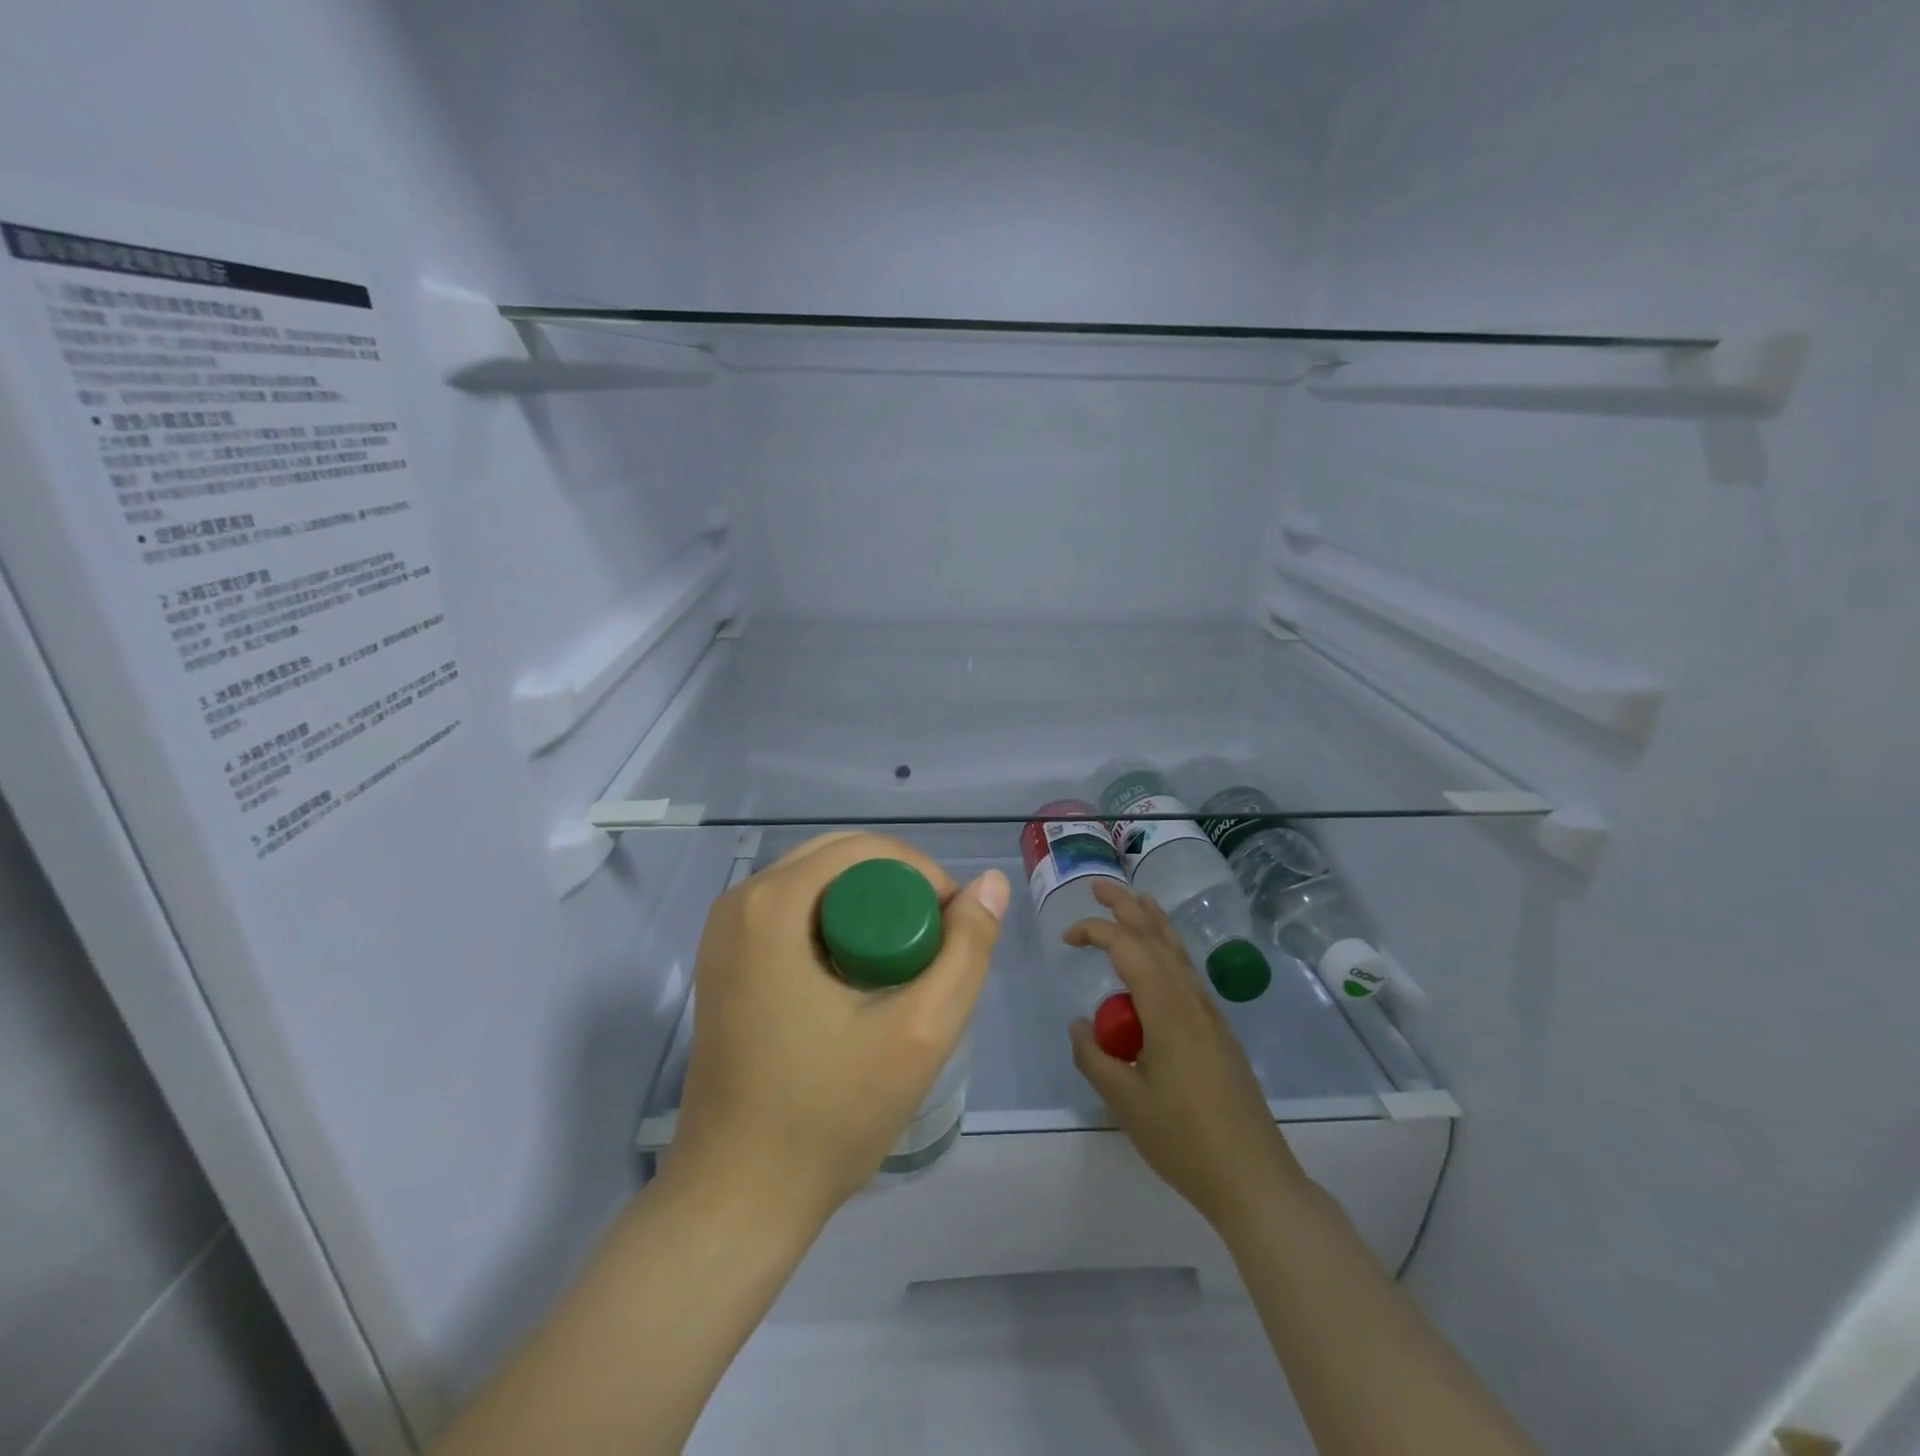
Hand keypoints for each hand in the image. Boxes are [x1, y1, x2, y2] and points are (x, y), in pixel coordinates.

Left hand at [672, 832, 1008, 1228]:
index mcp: (771, 904)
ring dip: (869, 909)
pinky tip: (860, 978)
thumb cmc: (828, 1115)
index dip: (924, 876)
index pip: (867, 849)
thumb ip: (966, 950)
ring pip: (818, 885)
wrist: (738, 1198)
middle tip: (933, 949)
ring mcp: (724, 933)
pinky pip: (794, 914)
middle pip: (840, 860)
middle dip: (898, 891)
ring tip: (904, 968)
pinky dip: (837, 927)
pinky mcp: (724, 961)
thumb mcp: (919, 1032)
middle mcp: (739, 902)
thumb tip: (990, 883)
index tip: (953, 931)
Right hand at [1065, 880, 1306, 1233]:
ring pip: (1178, 949)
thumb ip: (1093, 1057)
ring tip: (1133, 901)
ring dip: (1152, 920)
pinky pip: (1187, 971)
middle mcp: (1190, 998)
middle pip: (1158, 935)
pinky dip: (1167, 948)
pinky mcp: (1218, 1029)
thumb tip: (1077, 1023)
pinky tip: (1159, 959)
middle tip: (1098, 886)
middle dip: (1127, 905)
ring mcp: (1209, 1013)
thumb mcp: (1125, 1102)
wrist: (1253, 1177)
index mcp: (1166, 1008)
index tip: (1067, 938)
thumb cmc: (1184, 1139)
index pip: (1127, 947)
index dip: (1095, 932)